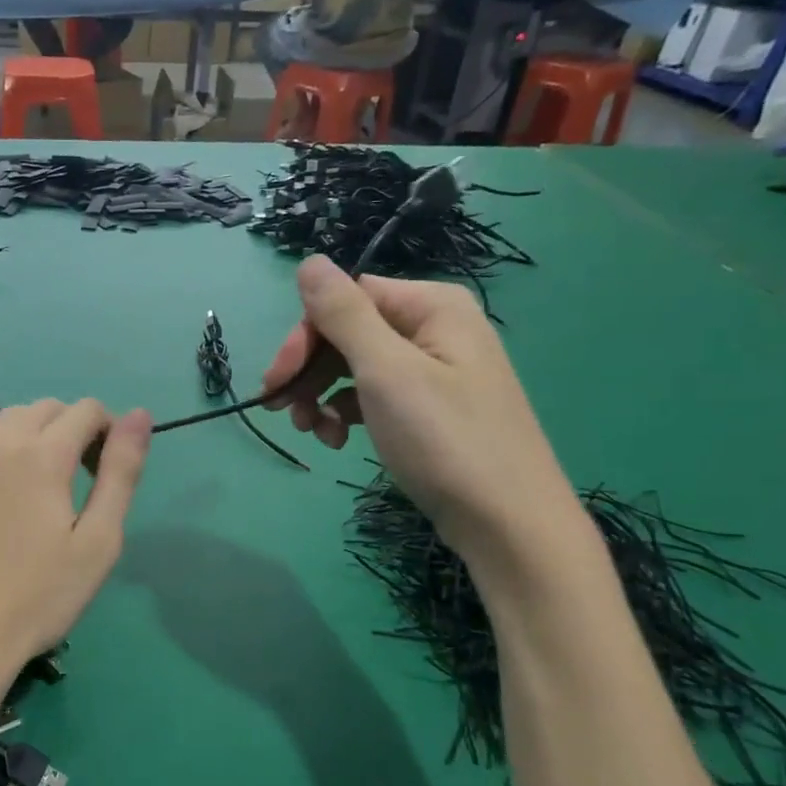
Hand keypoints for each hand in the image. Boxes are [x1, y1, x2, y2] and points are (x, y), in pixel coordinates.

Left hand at [0, 365, 150, 700]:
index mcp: (44, 457)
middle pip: (48, 411)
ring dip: (35, 427)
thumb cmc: (39, 597)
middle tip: (80, 479)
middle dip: (73, 429)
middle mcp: (1, 443)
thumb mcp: (98, 542)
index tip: (107, 473)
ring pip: (8, 417)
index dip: (107, 434)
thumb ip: (120, 474)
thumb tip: (140, 416)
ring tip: (44, 467)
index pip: (87, 413)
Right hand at [260, 257, 581, 562]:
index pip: (346, 299)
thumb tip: (308, 261)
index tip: (277, 381)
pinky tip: (338, 441)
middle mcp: (434, 329)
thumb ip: (343, 314)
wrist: (508, 524)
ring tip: (312, 432)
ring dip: (322, 395)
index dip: (305, 336)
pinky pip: (373, 397)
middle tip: (282, 410)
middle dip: (309, 370)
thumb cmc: (445, 441)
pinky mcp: (427, 410)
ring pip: (355, 367)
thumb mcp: (387, 372)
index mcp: (431, 307)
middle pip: (348, 333)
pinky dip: (347, 414)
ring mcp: (433, 372)